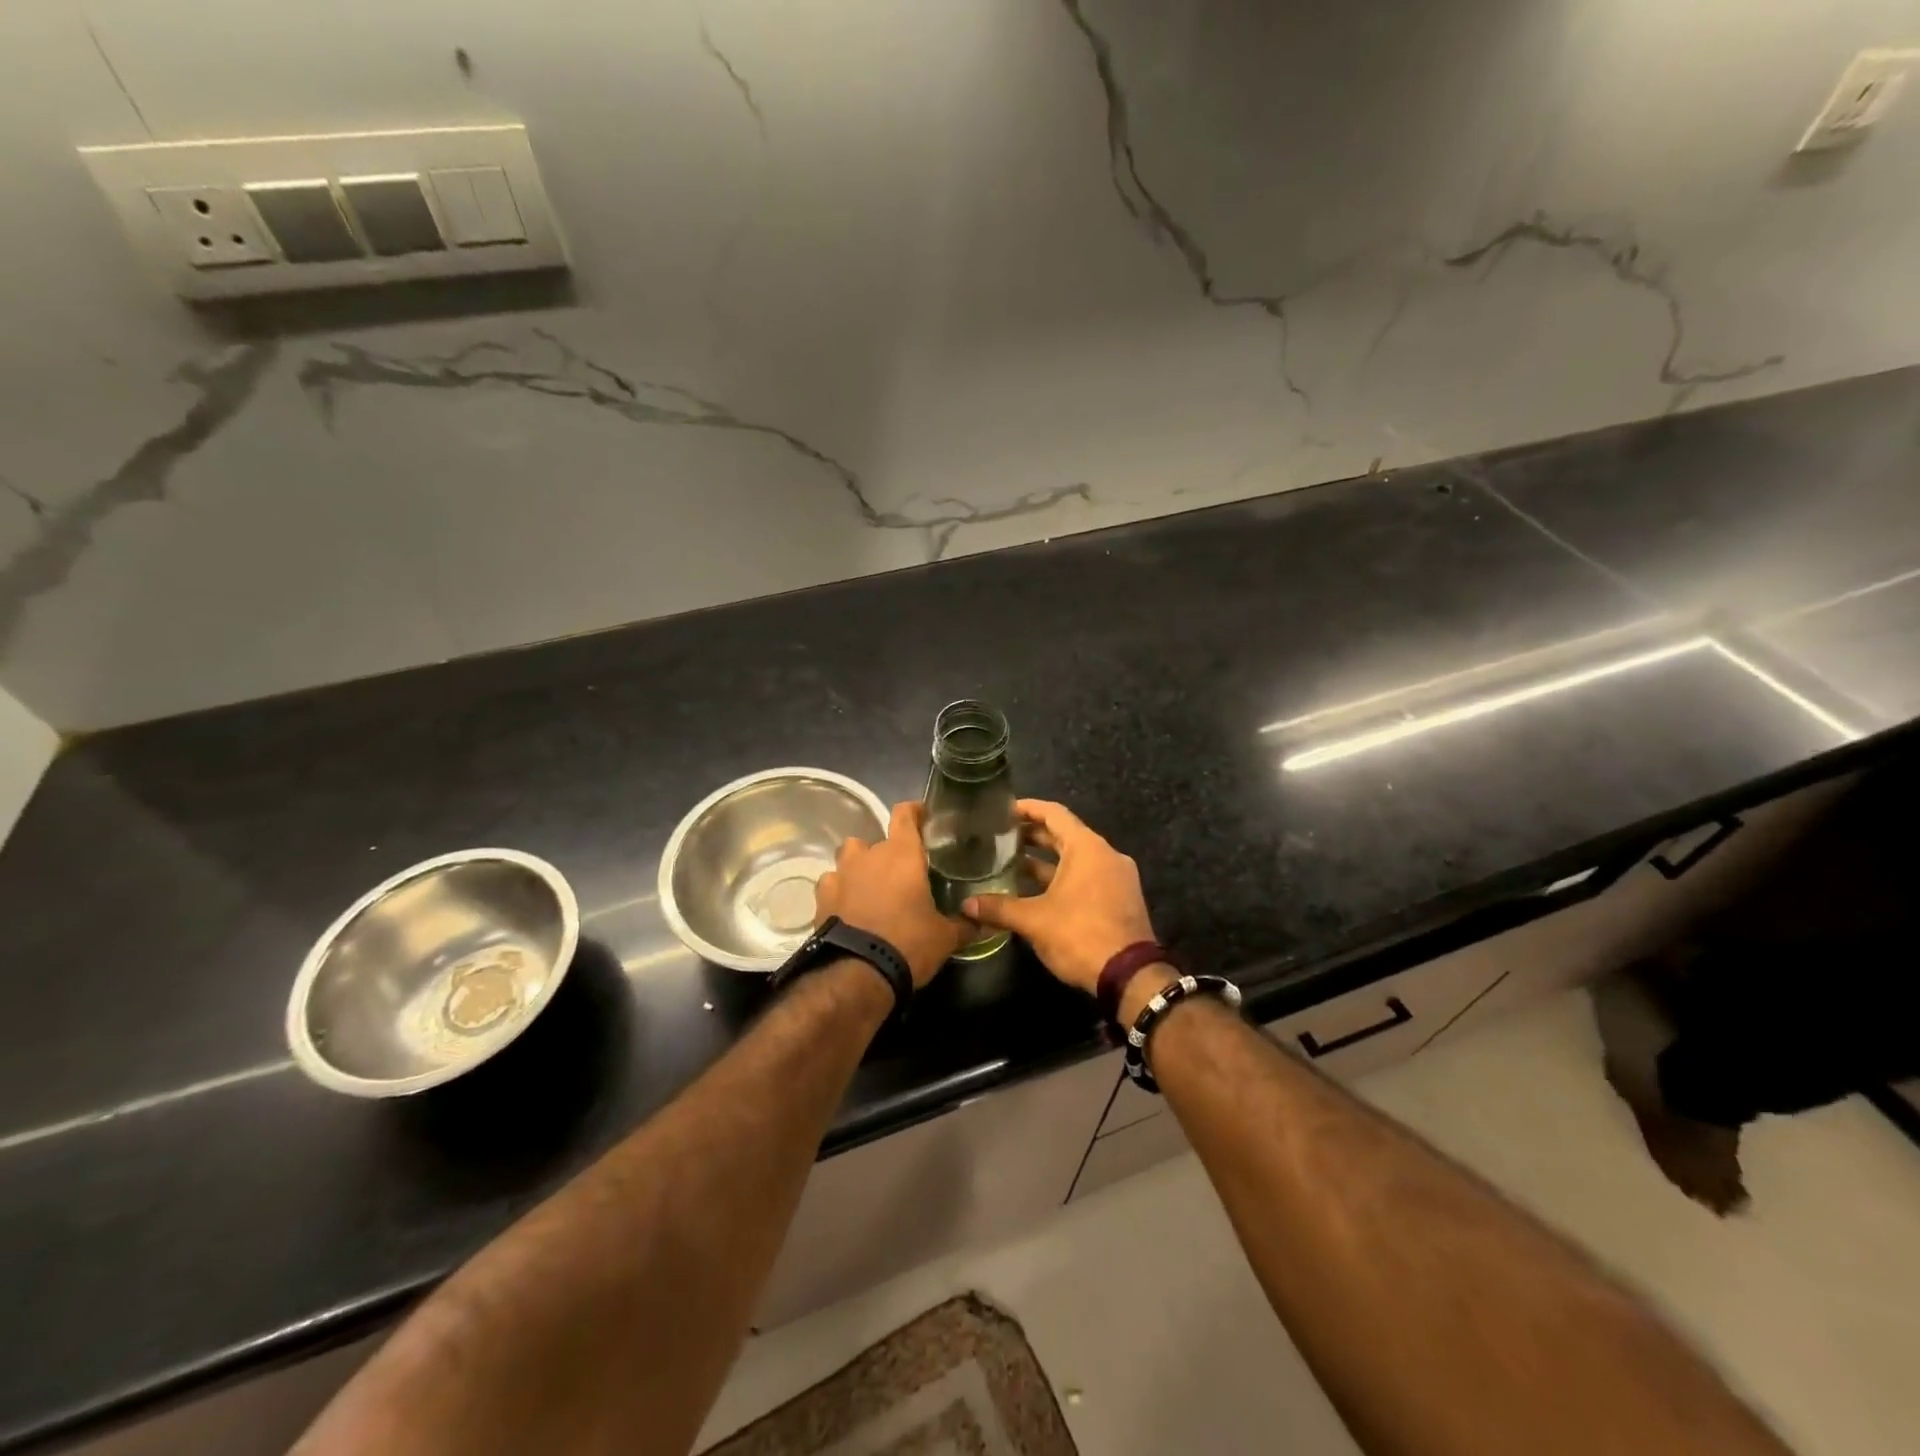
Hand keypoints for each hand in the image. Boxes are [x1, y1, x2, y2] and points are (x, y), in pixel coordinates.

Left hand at [814, 801, 966, 987]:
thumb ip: (964, 924)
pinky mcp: (821, 897)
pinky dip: (840, 890)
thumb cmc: (908, 944)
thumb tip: (983, 921)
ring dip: (860, 867)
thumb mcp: (945, 937)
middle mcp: (868, 855)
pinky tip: (848, 907)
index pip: (905, 814)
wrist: (857, 973)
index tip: (922, 816)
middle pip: (876, 839)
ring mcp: (840, 874)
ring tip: (872, 887)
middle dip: (888, 853)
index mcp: (902, 854)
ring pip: (849, 857)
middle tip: (902, 873)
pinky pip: (831, 883)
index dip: (914, 811)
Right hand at [963, 799, 1155, 993]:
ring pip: (1076, 858)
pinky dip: (1063, 876)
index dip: (1028, 808)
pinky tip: (1038, 891)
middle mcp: (1106, 854)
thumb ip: (999, 908)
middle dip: (1033, 835)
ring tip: (1013, 863)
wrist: (1130, 976)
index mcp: (1087, 848)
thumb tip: (966, 905)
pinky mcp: (1120, 898)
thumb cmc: (1080, 935)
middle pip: (1065, 834)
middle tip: (1001, 837)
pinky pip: (1087, 876)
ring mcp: (1116, 877)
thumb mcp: (1034, 920)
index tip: (1003, 809)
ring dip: (1047, 860)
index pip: (1054, 814)